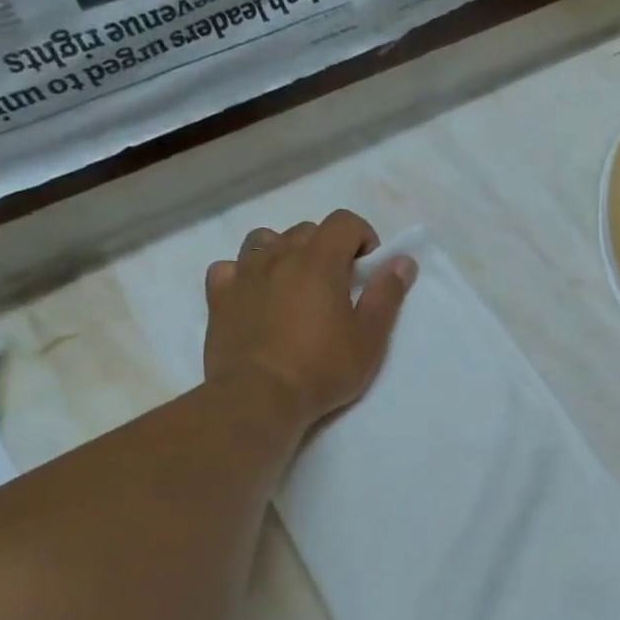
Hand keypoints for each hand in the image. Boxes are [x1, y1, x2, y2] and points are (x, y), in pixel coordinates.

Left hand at [203, 210, 414, 423]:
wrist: (258, 398)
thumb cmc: (322, 368)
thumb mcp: (370, 337)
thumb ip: (387, 294)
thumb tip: (402, 261)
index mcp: (319, 261)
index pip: (343, 221)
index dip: (362, 237)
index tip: (367, 270)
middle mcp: (279, 256)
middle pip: (307, 230)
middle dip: (327, 248)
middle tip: (338, 287)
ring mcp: (243, 274)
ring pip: (265, 240)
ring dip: (285, 253)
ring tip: (295, 286)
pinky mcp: (218, 297)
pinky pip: (229, 267)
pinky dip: (245, 273)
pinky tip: (256, 295)